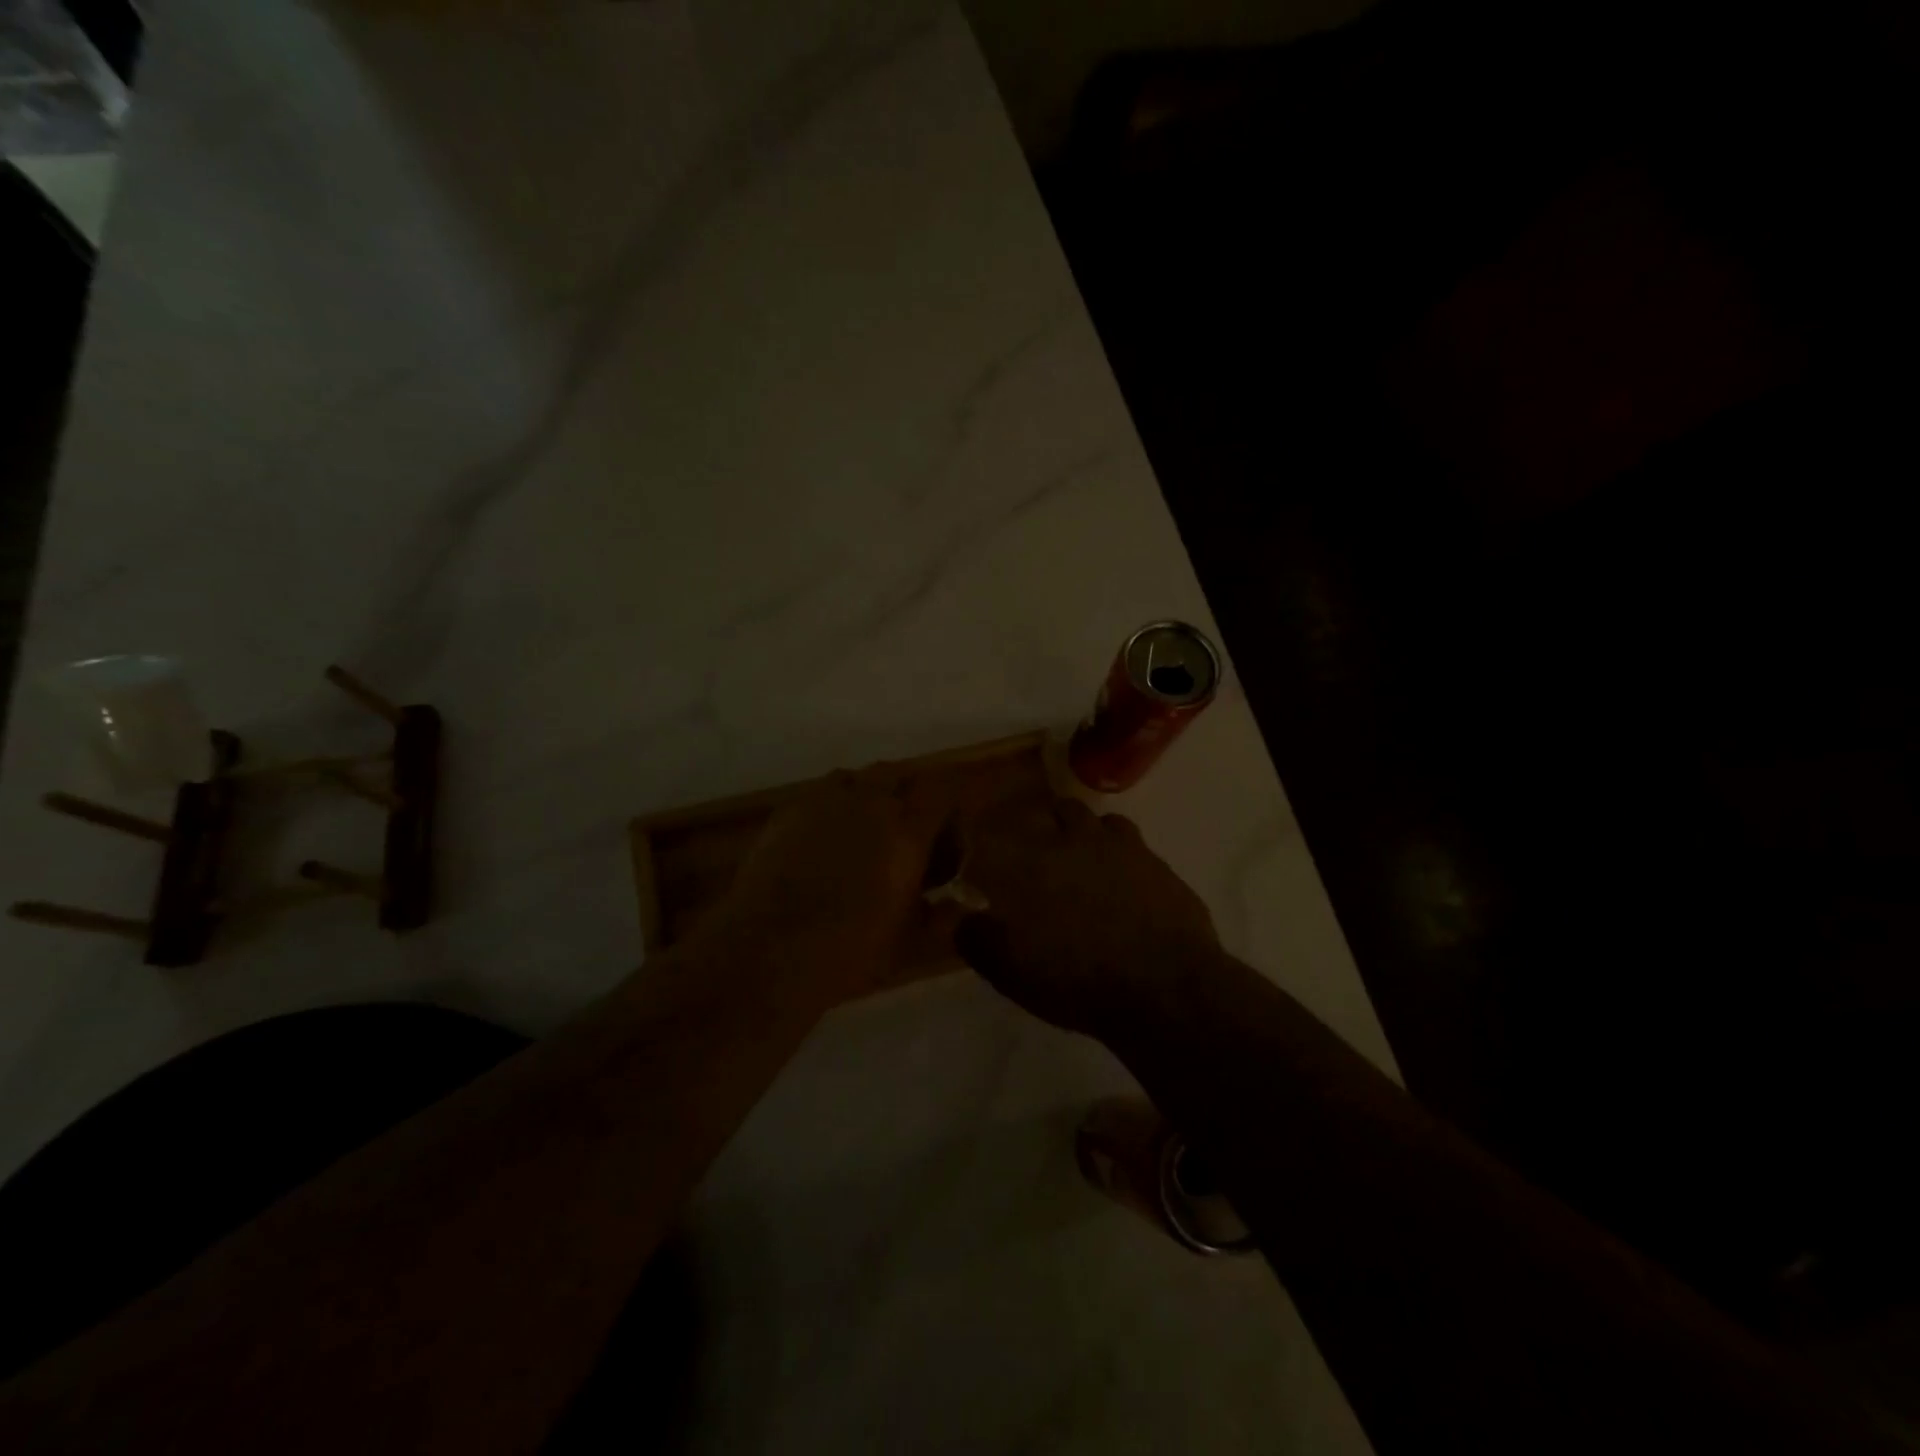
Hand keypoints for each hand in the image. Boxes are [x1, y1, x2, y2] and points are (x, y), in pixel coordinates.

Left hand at [692, 767, 952, 1011]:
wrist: (767, 953)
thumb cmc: (847, 952)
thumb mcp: (907, 942)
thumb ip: (940, 915)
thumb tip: (960, 905)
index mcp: (908, 832)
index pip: (941, 791)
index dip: (947, 806)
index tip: (947, 831)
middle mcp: (870, 804)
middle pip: (897, 774)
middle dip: (906, 795)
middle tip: (904, 830)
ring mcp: (824, 802)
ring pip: (856, 779)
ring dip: (866, 795)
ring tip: (862, 830)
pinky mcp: (788, 811)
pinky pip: (819, 795)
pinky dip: (830, 808)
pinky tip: (822, 841)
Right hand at [954, 796, 1221, 1039]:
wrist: (1163, 990)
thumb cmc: (1076, 981)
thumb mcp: (1011, 972)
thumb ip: (978, 939)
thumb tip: (964, 919)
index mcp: (1029, 862)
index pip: (994, 830)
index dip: (980, 832)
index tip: (975, 845)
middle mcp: (1072, 841)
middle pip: (1051, 810)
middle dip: (1039, 824)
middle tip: (1033, 852)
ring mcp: (1120, 848)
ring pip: (1094, 819)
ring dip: (1081, 832)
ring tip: (1078, 859)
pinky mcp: (1156, 863)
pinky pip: (1130, 843)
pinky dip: (1117, 853)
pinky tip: (1119, 879)